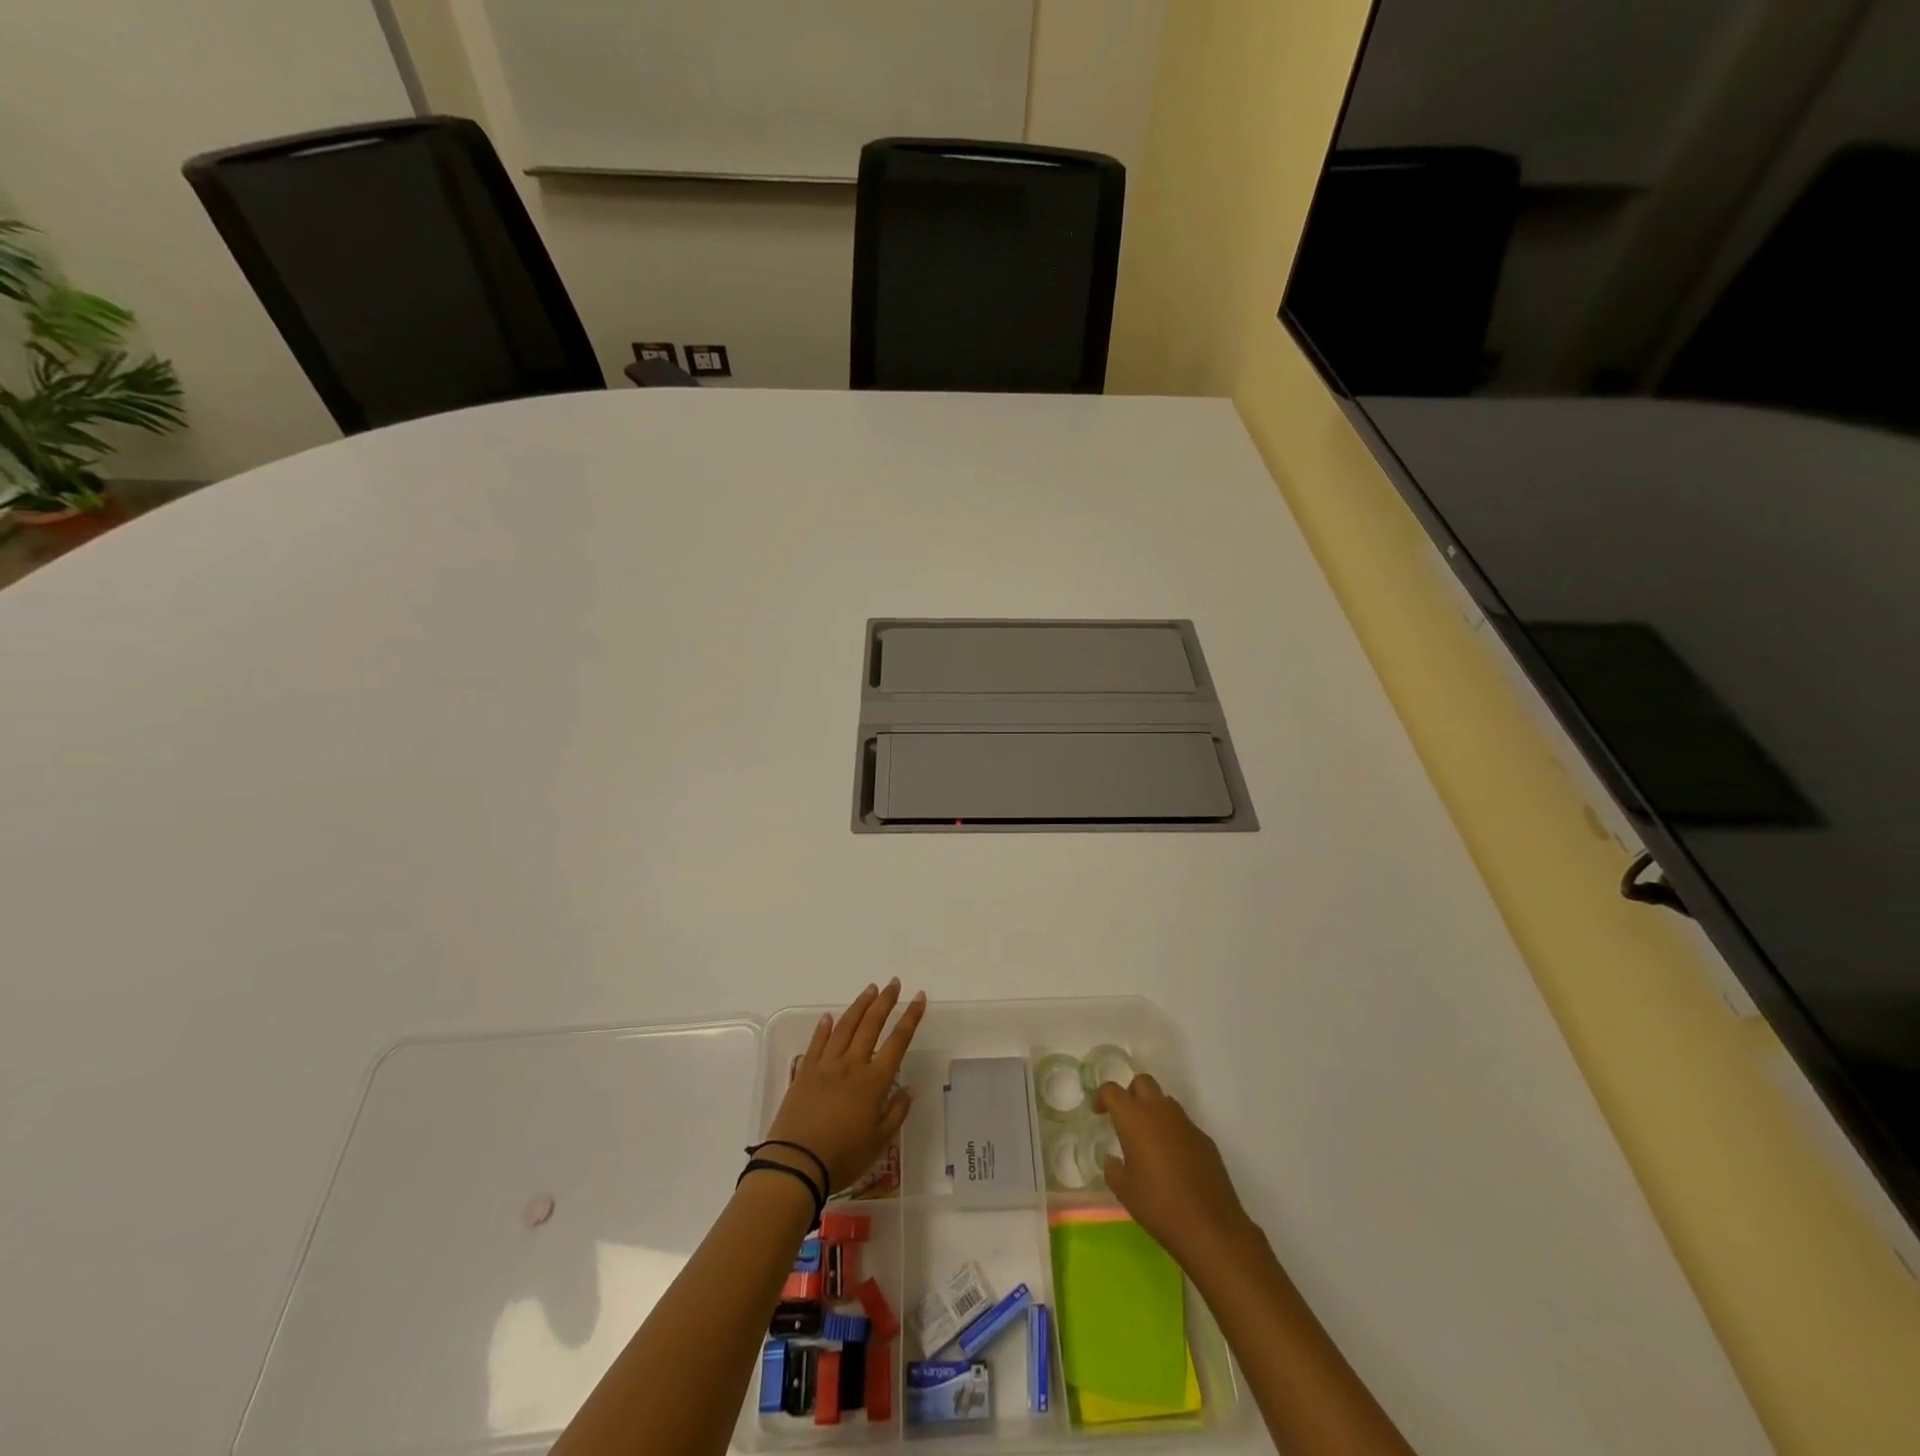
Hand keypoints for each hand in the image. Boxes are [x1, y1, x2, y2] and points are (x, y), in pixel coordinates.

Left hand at [765, 980, 925, 1192]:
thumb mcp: (879, 1142)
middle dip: (885, 1002)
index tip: (919, 998)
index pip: (897, 1042)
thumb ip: (896, 1112)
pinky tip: (828, 1017)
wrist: (796, 1164)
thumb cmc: (843, 1157)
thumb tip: (909, 1088)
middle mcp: (852, 1065)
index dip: (910, 1018)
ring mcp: (826, 1066)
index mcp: (874, 1082)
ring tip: (870, 989)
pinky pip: (816, 1043)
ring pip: (845, 1027)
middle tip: (894, 983)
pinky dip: (823, 1028)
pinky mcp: (804, 1072)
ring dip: (859, 1006)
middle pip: (871, 1025)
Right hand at [1094, 1074, 1256, 1269]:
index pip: (1112, 1090)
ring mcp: (1186, 1123)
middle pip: (1142, 1082)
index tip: (1098, 1112)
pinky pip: (1183, 1125)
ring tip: (1149, 1143)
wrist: (1210, 1227)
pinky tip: (1173, 1162)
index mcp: (1134, 1118)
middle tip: (1125, 1119)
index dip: (1101, 1097)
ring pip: (1165, 1101)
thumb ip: (1113, 1169)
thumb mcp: (1124, 1190)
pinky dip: (1173, 1133)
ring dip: (1153, 1112)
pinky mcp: (1205, 1139)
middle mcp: (1160, 1111)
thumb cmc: (1158, 1205)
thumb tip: (1113, 1159)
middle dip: (1130, 1094)